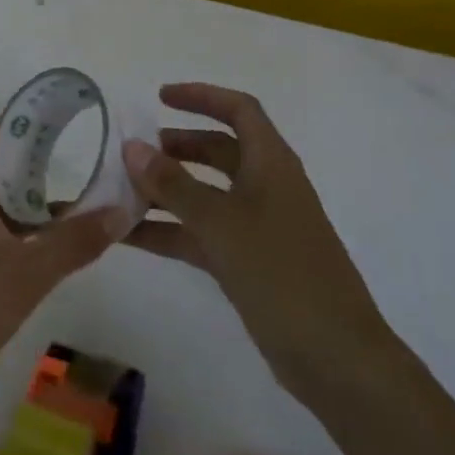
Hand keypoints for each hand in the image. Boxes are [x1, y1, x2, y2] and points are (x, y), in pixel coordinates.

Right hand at [122, 83, 393, 405]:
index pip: (239, 110)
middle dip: (177, 146)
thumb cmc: (282, 273)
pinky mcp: (248, 263)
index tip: (159, 98)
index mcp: (271, 164)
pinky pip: (201, 234)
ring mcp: (258, 227)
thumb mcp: (221, 223)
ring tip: (119, 193)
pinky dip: (169, 231)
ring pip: (205, 194)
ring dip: (166, 191)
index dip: (202, 96)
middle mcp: (266, 187)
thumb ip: (173, 184)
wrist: (336, 358)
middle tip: (134, 152)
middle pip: (219, 150)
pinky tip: (128, 238)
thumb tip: (132, 147)